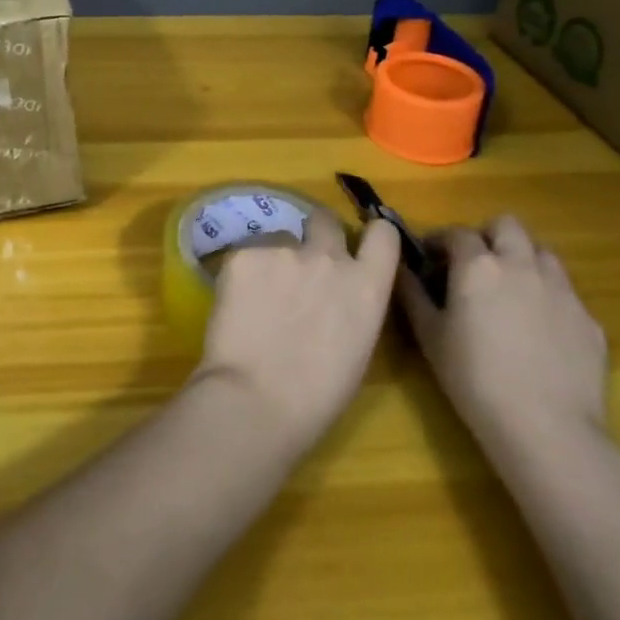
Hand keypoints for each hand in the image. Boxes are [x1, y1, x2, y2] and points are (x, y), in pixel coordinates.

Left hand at [191, 210, 400, 457]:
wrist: (255, 399)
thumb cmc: (316, 397)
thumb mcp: (356, 348)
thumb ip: (352, 306)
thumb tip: (335, 296)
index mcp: (366, 286)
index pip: (383, 234)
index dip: (371, 236)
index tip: (357, 246)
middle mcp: (328, 257)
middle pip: (325, 220)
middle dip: (316, 235)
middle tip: (300, 266)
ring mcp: (283, 249)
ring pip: (279, 239)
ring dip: (274, 259)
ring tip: (258, 297)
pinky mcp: (243, 253)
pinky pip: (246, 254)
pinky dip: (243, 274)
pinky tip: (236, 305)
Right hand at [396, 216, 607, 460]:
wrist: (548, 429)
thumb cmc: (475, 379)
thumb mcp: (430, 337)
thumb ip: (412, 294)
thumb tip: (399, 268)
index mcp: (479, 265)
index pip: (457, 233)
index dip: (440, 240)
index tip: (429, 258)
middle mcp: (522, 265)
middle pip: (507, 226)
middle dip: (488, 236)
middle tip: (474, 264)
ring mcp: (562, 290)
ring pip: (543, 252)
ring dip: (523, 259)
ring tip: (510, 290)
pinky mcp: (590, 320)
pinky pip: (566, 293)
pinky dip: (548, 298)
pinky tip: (540, 331)